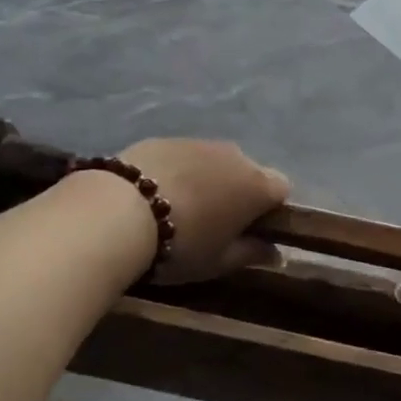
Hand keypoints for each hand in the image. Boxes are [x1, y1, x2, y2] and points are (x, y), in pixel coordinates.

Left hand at [117, 139, 289, 283]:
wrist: (118, 212)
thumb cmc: (181, 244)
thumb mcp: (219, 261)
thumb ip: (252, 254)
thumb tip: (277, 254)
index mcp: (256, 185)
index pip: (282, 189)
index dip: (270, 209)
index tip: (250, 230)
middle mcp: (235, 155)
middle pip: (249, 172)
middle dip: (238, 192)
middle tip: (214, 223)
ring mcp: (199, 142)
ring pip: (216, 162)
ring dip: (208, 180)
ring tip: (180, 208)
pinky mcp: (166, 139)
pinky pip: (185, 156)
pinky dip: (179, 171)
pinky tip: (155, 194)